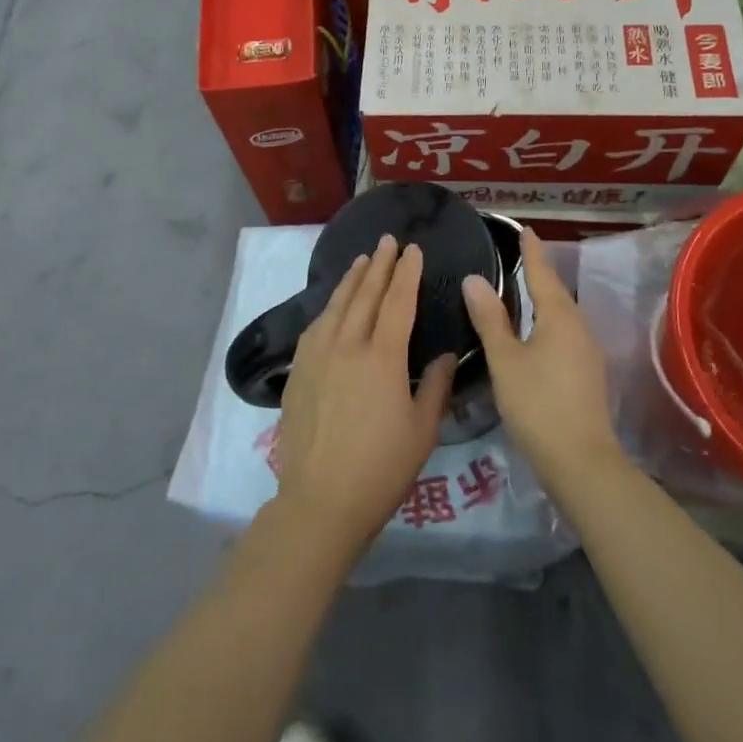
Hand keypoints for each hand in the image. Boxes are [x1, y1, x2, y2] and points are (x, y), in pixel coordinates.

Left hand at [274, 236, 456, 559]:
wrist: (321, 501)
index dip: (407, 273)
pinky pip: (315, 326)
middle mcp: (347, 346)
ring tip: (362, 260)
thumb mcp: (422, 430)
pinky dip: (328, 307)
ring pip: (336, 305)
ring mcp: (317, 357)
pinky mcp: (299, 372)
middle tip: (388, 241)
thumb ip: (435, 386)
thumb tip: (443, 354)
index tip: (414, 250)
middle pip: (364, 295)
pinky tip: (332, 304)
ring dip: (351, 279)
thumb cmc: (381, 469)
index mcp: (382, 358)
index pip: (397, 302)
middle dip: (379, 265)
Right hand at [463, 228, 623, 496]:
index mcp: (559, 317)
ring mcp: (587, 352)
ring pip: (563, 315)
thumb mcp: (505, 360)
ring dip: (544, 300)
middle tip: (518, 258)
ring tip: (523, 292)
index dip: (532, 252)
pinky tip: (535, 334)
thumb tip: (474, 279)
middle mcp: (579, 327)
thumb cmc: (538, 404)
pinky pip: (565, 334)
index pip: (542, 273)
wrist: (581, 461)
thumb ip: (490, 319)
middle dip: (539, 274)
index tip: (525, 230)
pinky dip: (548, 323)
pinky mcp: (588, 374)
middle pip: (556, 292)